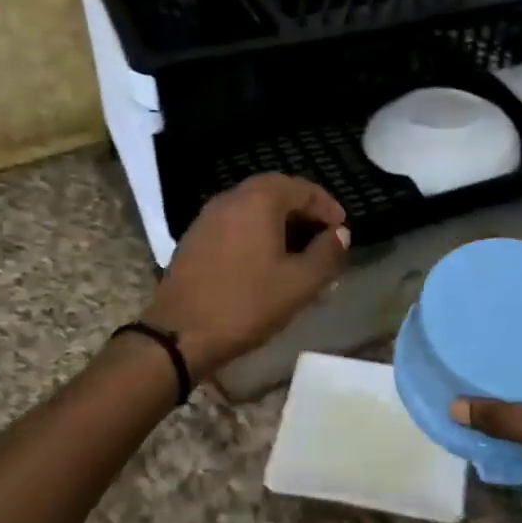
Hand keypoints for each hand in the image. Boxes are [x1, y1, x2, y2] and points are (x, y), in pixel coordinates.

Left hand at [142, 174, 349, 378]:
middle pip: (275, 190)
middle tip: (322, 233)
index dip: (326, 206)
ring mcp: (207, 217)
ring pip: (252, 206)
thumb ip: (326, 254)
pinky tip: (265, 258)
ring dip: (279, 219)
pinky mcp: (194, 238)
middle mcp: (230, 198)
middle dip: (302, 208)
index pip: (301, 188)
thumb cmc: (246, 304)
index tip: (342, 228)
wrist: (179, 335)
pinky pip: (234, 222)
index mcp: (258, 200)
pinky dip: (256, 230)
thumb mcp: (299, 284)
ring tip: (298, 247)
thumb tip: (340, 234)